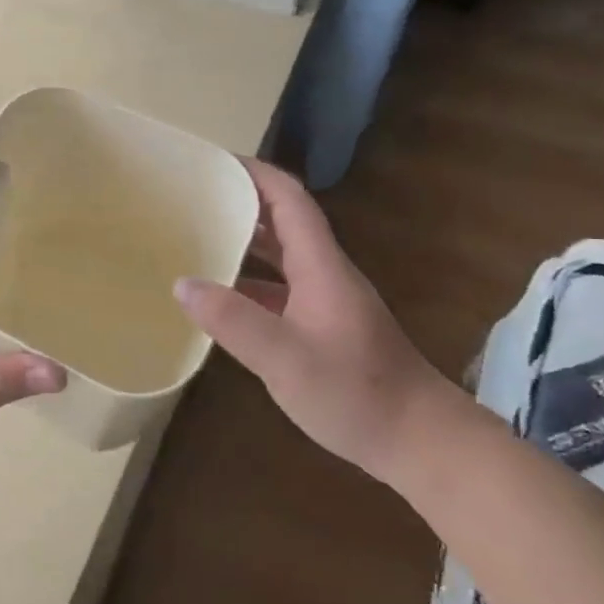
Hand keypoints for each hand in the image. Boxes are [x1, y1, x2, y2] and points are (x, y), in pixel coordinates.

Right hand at [173, 158, 460, 485]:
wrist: (420, 441)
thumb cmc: (357, 392)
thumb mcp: (285, 359)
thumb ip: (233, 321)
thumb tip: (183, 284)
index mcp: (320, 266)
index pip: (289, 200)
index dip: (255, 174)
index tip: (214, 161)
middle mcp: (324, 273)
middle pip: (282, 221)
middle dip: (240, 203)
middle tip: (192, 199)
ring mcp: (326, 301)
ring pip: (280, 256)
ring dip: (244, 242)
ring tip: (196, 239)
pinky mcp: (324, 327)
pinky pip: (280, 289)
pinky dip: (250, 282)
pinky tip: (221, 299)